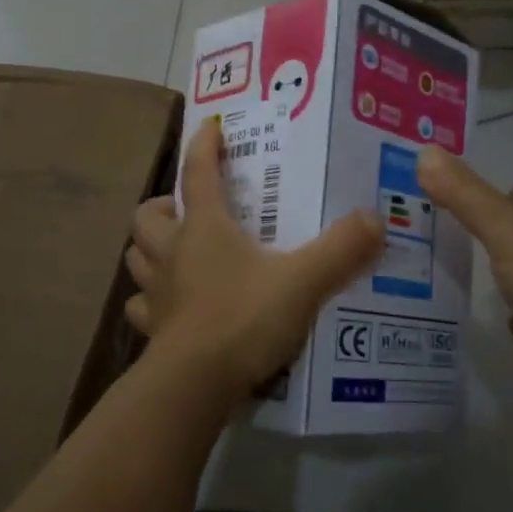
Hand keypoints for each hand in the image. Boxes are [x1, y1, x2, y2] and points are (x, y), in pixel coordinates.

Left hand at [125, 120, 385, 402]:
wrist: (194, 384)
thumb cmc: (243, 318)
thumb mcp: (302, 281)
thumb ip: (341, 250)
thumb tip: (376, 219)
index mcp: (203, 228)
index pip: (197, 173)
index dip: (203, 146)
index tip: (210, 127)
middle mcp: (172, 252)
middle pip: (148, 215)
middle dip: (163, 206)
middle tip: (187, 211)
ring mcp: (157, 292)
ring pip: (137, 257)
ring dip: (150, 249)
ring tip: (174, 252)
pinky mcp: (152, 330)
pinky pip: (141, 307)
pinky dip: (151, 300)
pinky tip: (170, 306)